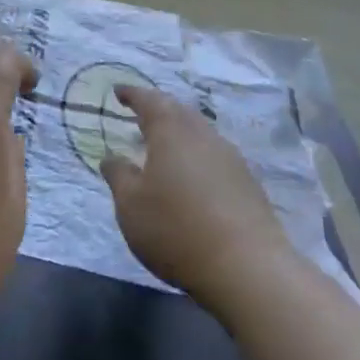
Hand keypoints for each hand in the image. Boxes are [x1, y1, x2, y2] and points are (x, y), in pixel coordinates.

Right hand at [102, 85, 294, 320]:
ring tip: (164, 144)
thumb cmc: (176, 230)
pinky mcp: (248, 183)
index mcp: (171, 132)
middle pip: (179, 112)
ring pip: (200, 133)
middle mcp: (203, 136)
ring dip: (180, 133)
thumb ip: (119, 176)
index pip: (149, 101)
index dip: (133, 94)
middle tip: (141, 114)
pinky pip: (215, 156)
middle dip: (158, 109)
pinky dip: (197, 156)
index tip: (119, 92)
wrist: (247, 268)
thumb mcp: (131, 206)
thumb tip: (111, 157)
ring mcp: (230, 158)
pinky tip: (193, 176)